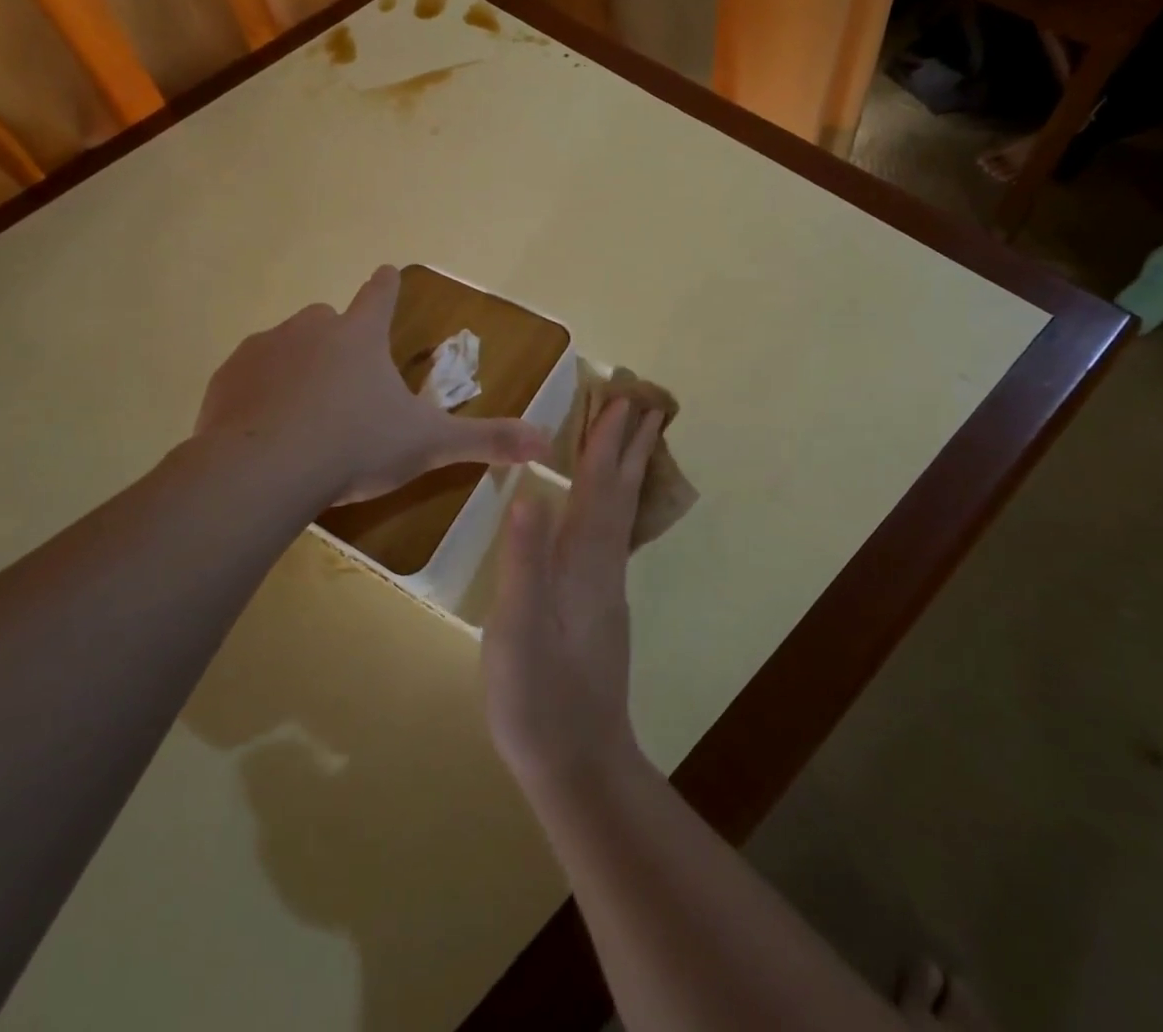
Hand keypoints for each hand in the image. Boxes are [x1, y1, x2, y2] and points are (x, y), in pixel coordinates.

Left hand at [194, 265, 546, 504]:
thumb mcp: (429, 446)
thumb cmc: (355, 446)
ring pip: (285, 346)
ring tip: (303, 414)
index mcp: (360, 337)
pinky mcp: (227, 378)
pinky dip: (259, 394)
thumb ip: (486, 441)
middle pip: (328, 319)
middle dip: (338, 340)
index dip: (387, 286)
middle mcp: (311, 329)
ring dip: (297, 367)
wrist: (264, 471)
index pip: (380, 295)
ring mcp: (264, 350)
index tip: (385, 272)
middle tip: (346, 383)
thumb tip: (546, 443)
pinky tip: (264, 430)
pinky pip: (248, 377)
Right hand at [483, 397, 664, 792]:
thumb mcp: (516, 629)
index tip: (621, 400)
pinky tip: (605, 509)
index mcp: (582, 563)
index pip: (597, 488)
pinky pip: (610, 534)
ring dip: (626, 471)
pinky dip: (613, 504)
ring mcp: (605, 588)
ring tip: (634, 440)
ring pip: (619, 513)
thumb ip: (523, 561)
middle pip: (620, 494)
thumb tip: (529, 492)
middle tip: (645, 403)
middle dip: (630, 446)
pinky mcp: (599, 607)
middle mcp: (602, 566)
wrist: (577, 761)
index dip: (606, 443)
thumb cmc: (538, 695)